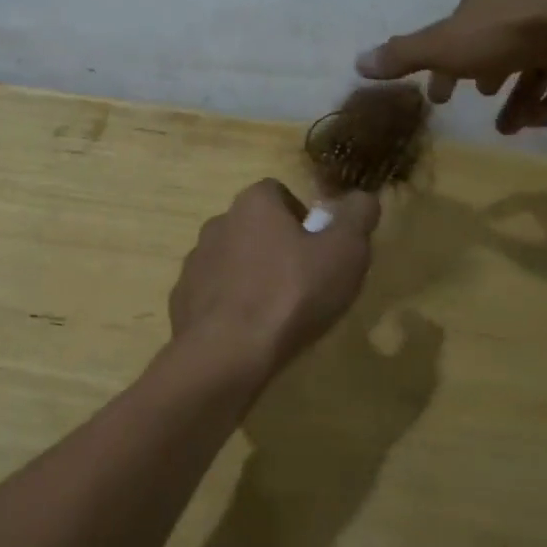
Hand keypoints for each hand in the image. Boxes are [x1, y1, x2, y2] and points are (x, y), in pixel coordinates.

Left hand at [167, 180, 379, 384]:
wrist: (226, 353)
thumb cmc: (291, 293)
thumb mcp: (344, 251)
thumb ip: (357, 216)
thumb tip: (363, 197)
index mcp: (253, 204)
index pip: (278, 193)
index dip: (303, 217)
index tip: (320, 249)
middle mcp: (218, 223)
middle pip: (254, 227)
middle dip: (277, 248)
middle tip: (305, 283)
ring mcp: (196, 262)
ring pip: (232, 261)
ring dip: (252, 277)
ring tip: (278, 313)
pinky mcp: (183, 299)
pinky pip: (214, 294)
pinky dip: (231, 307)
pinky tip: (249, 333)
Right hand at [355, 0, 546, 133]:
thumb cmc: (508, 30)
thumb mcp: (445, 46)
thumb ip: (404, 56)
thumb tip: (357, 62)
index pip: (456, 32)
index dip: (444, 66)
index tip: (441, 98)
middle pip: (496, 44)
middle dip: (484, 77)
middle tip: (479, 103)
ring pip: (535, 60)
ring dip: (519, 96)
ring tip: (511, 128)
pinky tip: (542, 119)